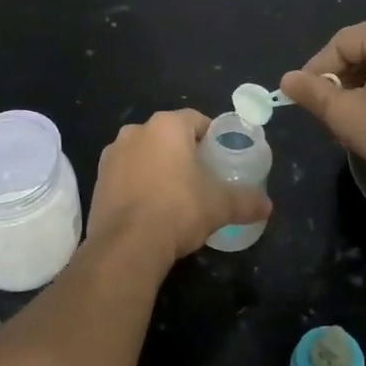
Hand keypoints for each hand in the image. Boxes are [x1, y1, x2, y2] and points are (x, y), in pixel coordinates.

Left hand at [84, 109, 270, 269]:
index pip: (196, 120)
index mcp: (167, 126)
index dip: (211, 136)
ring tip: (174, 194)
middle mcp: (136, 131)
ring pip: (144, 153)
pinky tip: (149, 208)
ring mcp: (112, 155)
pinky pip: (125, 174)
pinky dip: (138, 184)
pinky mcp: (98, 179)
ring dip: (157, 166)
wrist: (127, 245)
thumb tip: (267, 206)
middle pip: (168, 135)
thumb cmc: (178, 210)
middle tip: (201, 177)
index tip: (220, 157)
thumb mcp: (221, 205)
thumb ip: (246, 201)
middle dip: (183, 152)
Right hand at [281, 17, 365, 204]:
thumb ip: (313, 93)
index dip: (317, 69)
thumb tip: (287, 79)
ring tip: (353, 118)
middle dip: (342, 79)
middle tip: (328, 111)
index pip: (341, 43)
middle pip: (365, 50)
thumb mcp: (346, 115)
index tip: (304, 97)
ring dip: (364, 86)